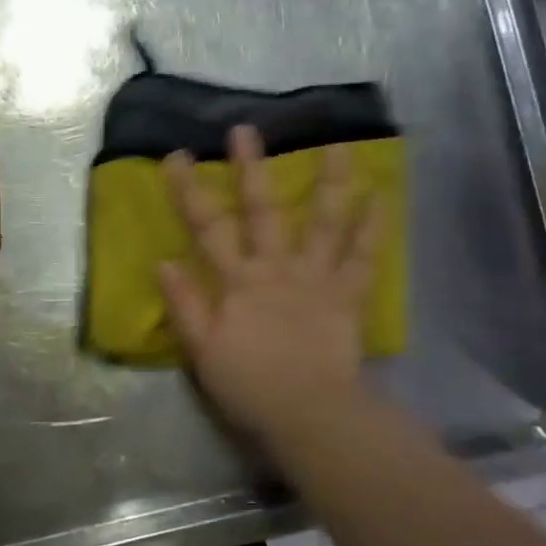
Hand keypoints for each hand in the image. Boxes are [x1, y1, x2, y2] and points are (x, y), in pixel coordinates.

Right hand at [158, 125, 380, 440]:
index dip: (190, 191)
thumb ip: (185, 305)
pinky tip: (381, 196)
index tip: (177, 156)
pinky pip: (363, 258)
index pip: (207, 228)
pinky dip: (373, 228)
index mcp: (237, 282)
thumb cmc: (249, 386)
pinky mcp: (347, 295)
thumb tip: (164, 261)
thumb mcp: (203, 352)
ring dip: (330, 183)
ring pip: (323, 222)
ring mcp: (316, 278)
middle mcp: (276, 268)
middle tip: (245, 130)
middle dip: (250, 169)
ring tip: (339, 145)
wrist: (308, 414)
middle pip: (262, 211)